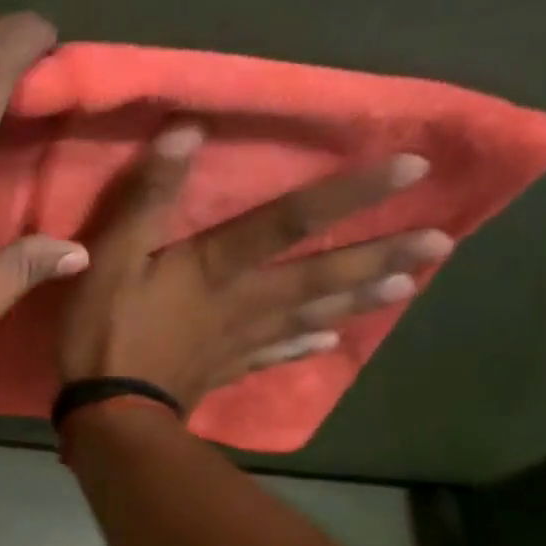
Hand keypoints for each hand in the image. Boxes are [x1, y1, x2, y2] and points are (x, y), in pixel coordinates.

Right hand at [58, 124, 451, 412]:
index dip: (348, 194)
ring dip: (355, 300)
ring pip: (307, 316)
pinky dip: (304, 349)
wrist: (107, 414)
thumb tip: (187, 130)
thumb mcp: (112, 258)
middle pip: (317, 276)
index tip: (414, 168)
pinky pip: (273, 356)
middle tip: (440, 244)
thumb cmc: (106, 333)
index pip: (289, 221)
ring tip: (406, 287)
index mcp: (217, 267)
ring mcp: (237, 341)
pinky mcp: (224, 371)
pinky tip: (331, 346)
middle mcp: (243, 301)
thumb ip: (147, 199)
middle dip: (376, 256)